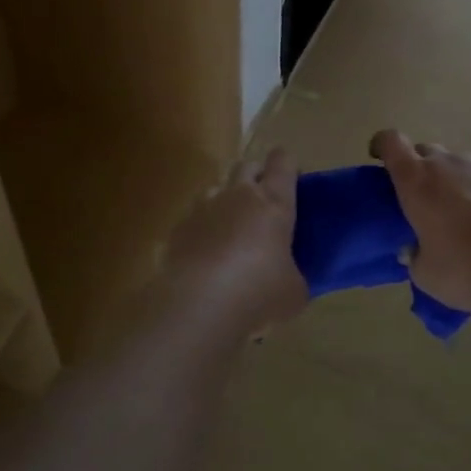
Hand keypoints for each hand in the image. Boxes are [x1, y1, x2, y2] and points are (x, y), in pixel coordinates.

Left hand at [159, 148, 306, 334]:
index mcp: (273, 203)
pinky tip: (205, 258)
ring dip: (226, 202)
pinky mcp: (177, 229)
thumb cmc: (258, 293)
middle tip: (263, 208)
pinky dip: (202, 230)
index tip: (294, 184)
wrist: (197, 308)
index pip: (283, 161)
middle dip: (256, 178)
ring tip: (231, 233)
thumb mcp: (293, 291)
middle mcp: (237, 195)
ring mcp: (202, 209)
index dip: (288, 167)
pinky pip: (193, 218)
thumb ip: (293, 275)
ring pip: (216, 189)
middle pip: (247, 166)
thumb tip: (289, 278)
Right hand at [370, 130, 470, 312]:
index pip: (390, 142)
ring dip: (454, 181)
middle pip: (425, 151)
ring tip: (462, 215)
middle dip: (419, 169)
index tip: (378, 159)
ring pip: (460, 164)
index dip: (381, 146)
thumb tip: (413, 250)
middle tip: (423, 200)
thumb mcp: (426, 275)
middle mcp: (448, 164)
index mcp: (417, 180)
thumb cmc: (465, 269)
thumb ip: (414, 257)